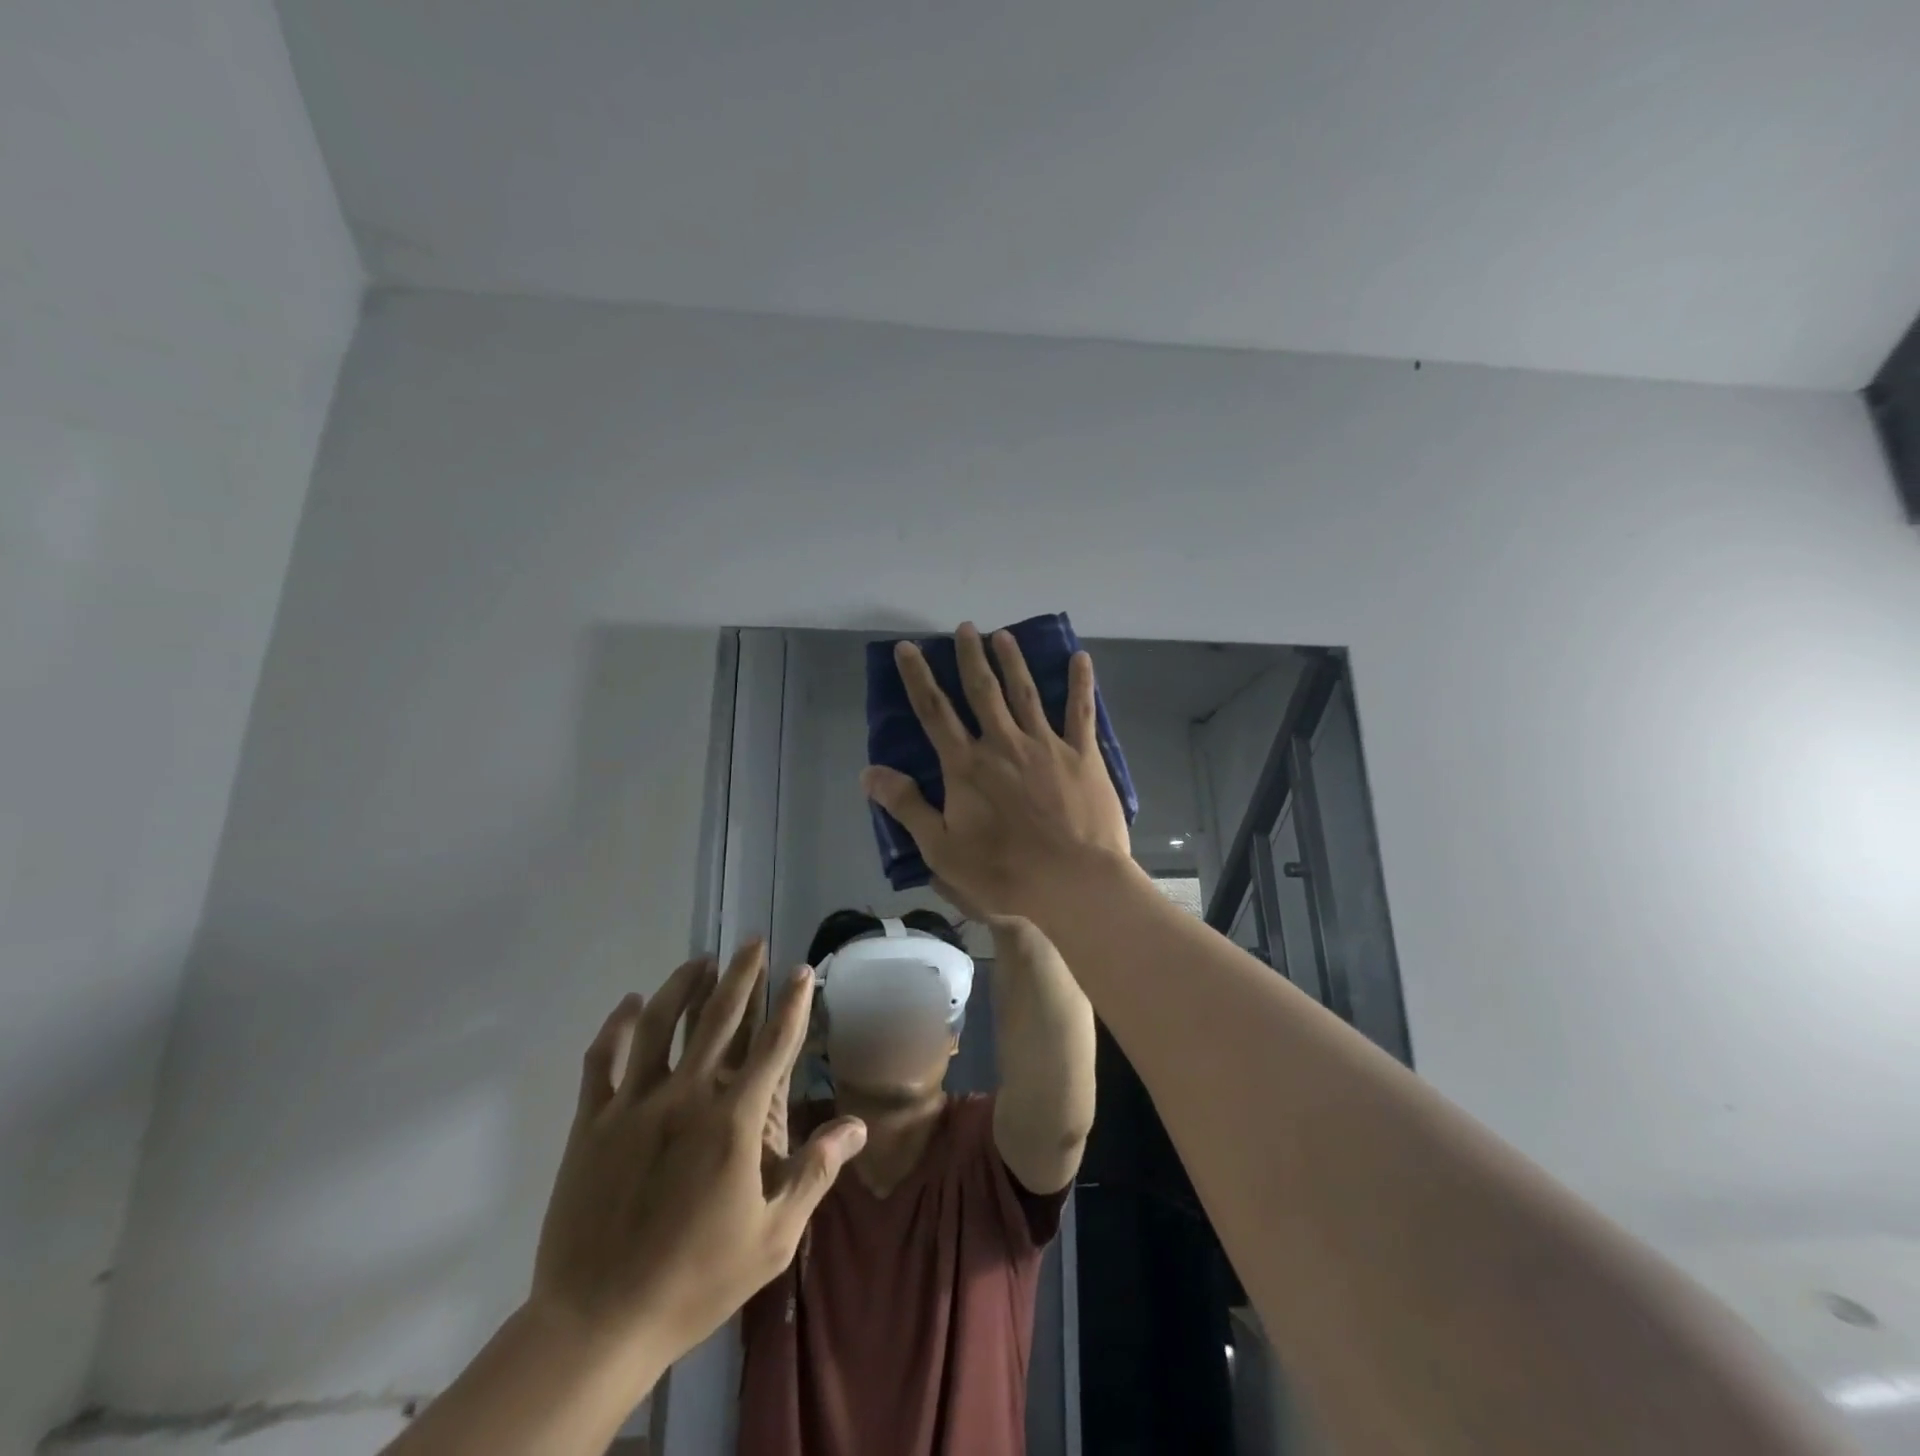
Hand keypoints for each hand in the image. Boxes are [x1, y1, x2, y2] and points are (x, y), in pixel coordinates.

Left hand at [530, 943, 865, 1363]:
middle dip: (740, 975)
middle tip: (752, 943)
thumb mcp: (772, 1238)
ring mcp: (634, 1105)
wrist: (598, 1324)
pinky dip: (616, 1026)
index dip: (792, 1003)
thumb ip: (815, 1173)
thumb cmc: (695, 1280)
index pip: (773, 1045)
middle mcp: (686, 1097)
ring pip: (658, 1024)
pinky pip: (604, 1060)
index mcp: (732, 1121)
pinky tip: (629, 1003)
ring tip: (699, 961)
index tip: (802, 971)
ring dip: (681, 986)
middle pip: (718, 1018)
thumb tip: (858, 1125)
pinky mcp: (593, 1122)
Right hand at [863, 623, 1133, 916]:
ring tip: (1003, 635)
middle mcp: (1003, 743)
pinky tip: (1080, 658)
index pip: (934, 712)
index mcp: (967, 765)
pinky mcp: (1082, 756)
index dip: (918, 678)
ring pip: (1025, 692)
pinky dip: (1080, 683)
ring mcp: (1046, 745)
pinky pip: (1081, 712)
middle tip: (966, 627)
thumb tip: (869, 772)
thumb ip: (907, 806)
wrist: (1073, 882)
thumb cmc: (1003, 872)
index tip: (908, 648)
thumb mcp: (941, 848)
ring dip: (1013, 661)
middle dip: (971, 657)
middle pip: (982, 691)